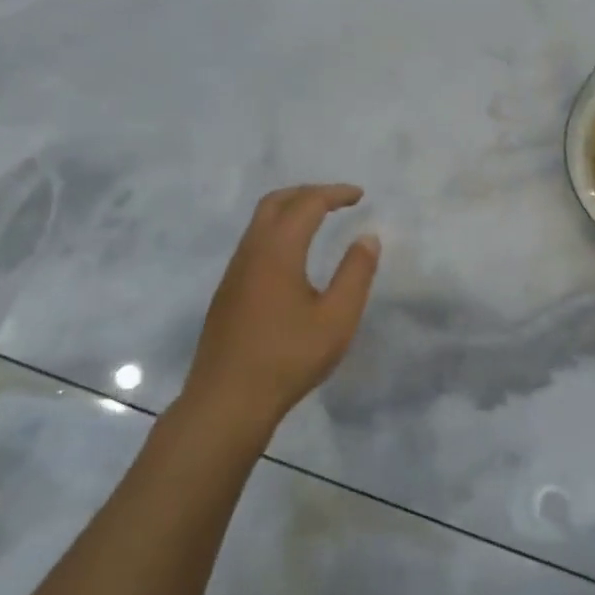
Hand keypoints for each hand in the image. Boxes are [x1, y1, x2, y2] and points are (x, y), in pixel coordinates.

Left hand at [180, 184, 380, 435]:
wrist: (226, 401)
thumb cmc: (287, 358)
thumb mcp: (336, 319)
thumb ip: (356, 274)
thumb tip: (368, 237)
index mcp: (277, 251)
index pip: (307, 204)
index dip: (335, 194)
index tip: (360, 195)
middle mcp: (251, 252)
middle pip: (275, 202)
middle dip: (307, 192)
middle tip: (337, 200)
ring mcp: (234, 273)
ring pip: (259, 223)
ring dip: (289, 211)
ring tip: (318, 221)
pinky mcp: (227, 293)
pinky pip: (253, 244)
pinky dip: (277, 232)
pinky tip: (293, 257)